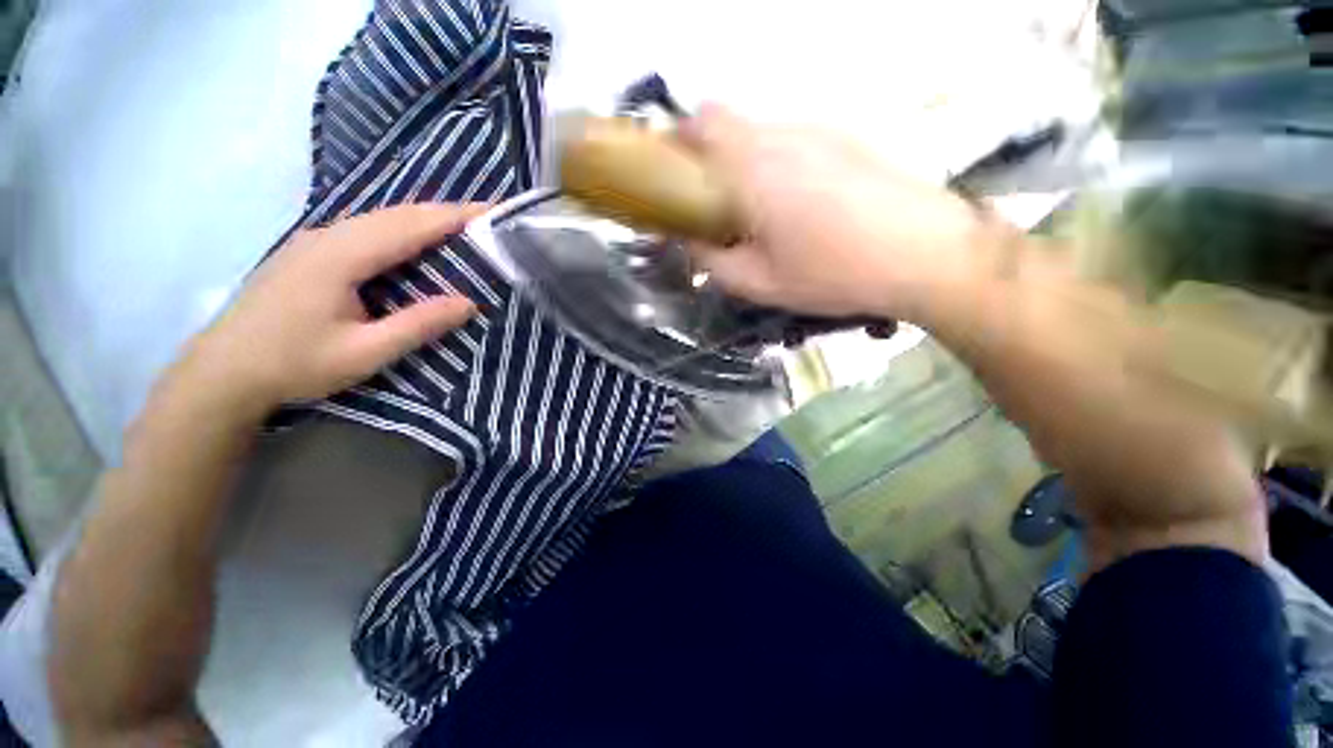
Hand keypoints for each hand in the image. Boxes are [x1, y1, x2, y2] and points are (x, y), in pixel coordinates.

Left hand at [181, 204, 482, 411]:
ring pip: (380, 219)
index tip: (492, 210)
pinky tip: (415, 243)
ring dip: (423, 219)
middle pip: (396, 214)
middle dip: (444, 212)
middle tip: (486, 218)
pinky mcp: (311, 252)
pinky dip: (401, 230)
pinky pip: (366, 230)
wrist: (222, 372)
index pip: (409, 225)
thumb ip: (418, 325)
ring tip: (462, 228)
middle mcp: (328, 237)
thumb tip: (469, 303)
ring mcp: (315, 241)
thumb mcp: (364, 352)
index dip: (454, 216)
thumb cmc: (294, 364)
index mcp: (341, 256)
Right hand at [682, 105, 1000, 321]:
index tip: (677, 177)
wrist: (926, 254)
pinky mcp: (848, 139)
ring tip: (760, 214)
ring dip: (746, 164)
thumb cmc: (834, 273)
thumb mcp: (761, 284)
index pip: (701, 122)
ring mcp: (820, 130)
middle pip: (730, 123)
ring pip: (762, 133)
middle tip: (717, 207)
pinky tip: (800, 207)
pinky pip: (795, 141)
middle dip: (711, 158)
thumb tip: (692, 244)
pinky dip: (779, 165)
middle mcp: (783, 134)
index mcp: (753, 167)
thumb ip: (714, 262)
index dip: (679, 141)